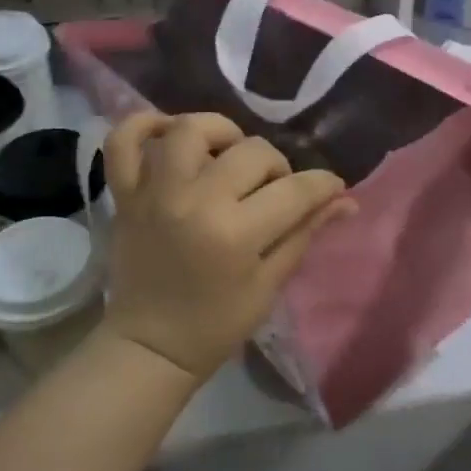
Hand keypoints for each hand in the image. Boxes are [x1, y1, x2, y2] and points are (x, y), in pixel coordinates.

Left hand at [99, 113, 353, 381]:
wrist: (150, 346)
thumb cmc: (216, 323)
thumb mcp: (269, 283)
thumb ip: (305, 233)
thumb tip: (346, 200)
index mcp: (235, 233)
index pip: (295, 190)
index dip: (323, 185)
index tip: (332, 188)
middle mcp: (194, 201)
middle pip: (252, 152)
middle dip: (277, 166)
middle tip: (274, 189)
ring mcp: (154, 193)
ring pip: (190, 130)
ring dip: (220, 133)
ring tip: (228, 155)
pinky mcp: (125, 193)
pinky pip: (124, 140)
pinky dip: (144, 124)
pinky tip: (171, 134)